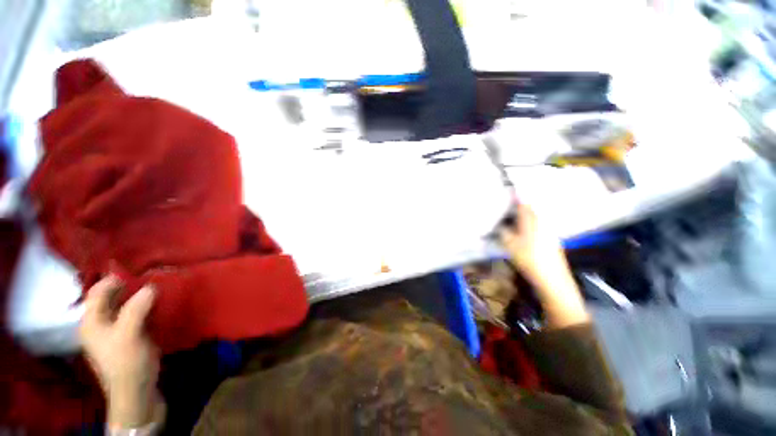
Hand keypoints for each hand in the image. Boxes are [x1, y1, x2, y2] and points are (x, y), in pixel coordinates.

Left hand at [80, 276, 161, 427]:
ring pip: (123, 305)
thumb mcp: (129, 334)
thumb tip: (151, 286)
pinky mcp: (129, 335)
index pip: (97, 292)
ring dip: (136, 295)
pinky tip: (155, 303)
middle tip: (148, 276)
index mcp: (91, 322)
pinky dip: (143, 305)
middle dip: (126, 286)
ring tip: (154, 286)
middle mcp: (100, 323)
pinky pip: (134, 313)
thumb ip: (136, 308)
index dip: (112, 279)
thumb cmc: (126, 362)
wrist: (136, 390)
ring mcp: (115, 330)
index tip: (135, 270)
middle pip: (109, 297)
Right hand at [499, 203, 589, 327]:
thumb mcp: (510, 245)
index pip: (524, 203)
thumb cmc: (529, 259)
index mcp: (532, 221)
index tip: (508, 189)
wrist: (552, 280)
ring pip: (535, 218)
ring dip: (524, 215)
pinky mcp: (550, 241)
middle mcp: (543, 223)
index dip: (516, 196)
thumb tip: (498, 224)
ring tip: (512, 215)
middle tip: (507, 203)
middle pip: (531, 209)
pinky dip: (529, 224)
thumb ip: (503, 232)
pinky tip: (522, 230)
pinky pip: (538, 226)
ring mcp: (548, 232)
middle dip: (520, 204)